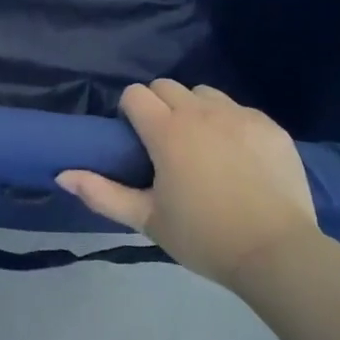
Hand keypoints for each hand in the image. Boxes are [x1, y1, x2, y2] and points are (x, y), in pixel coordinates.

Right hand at [57, 80, 317, 287]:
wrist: (277, 253)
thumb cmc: (204, 237)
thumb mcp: (148, 220)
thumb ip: (102, 194)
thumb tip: (62, 174)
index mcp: (167, 131)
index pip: (136, 94)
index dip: (130, 111)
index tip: (136, 138)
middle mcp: (201, 111)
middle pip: (166, 86)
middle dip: (158, 105)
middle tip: (165, 143)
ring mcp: (239, 115)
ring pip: (204, 93)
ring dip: (194, 109)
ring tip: (202, 145)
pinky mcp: (269, 125)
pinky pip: (238, 109)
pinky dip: (230, 123)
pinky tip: (237, 156)